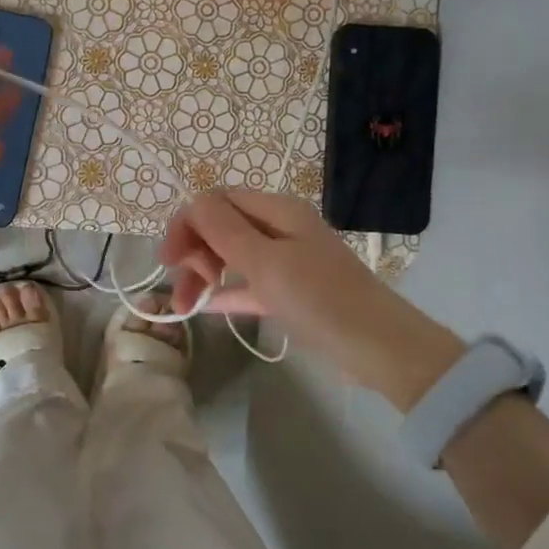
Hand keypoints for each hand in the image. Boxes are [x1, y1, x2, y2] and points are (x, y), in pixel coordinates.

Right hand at [159, 188, 465, 410]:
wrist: (380, 348)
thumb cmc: (320, 298)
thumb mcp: (266, 262)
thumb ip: (224, 229)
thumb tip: (192, 202)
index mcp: (277, 210)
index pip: (217, 200)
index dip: (188, 223)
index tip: (168, 259)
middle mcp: (280, 228)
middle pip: (221, 227)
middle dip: (194, 253)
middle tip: (182, 290)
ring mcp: (287, 260)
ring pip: (232, 256)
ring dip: (205, 275)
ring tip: (186, 307)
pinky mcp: (291, 291)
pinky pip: (249, 283)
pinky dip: (227, 291)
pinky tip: (207, 307)